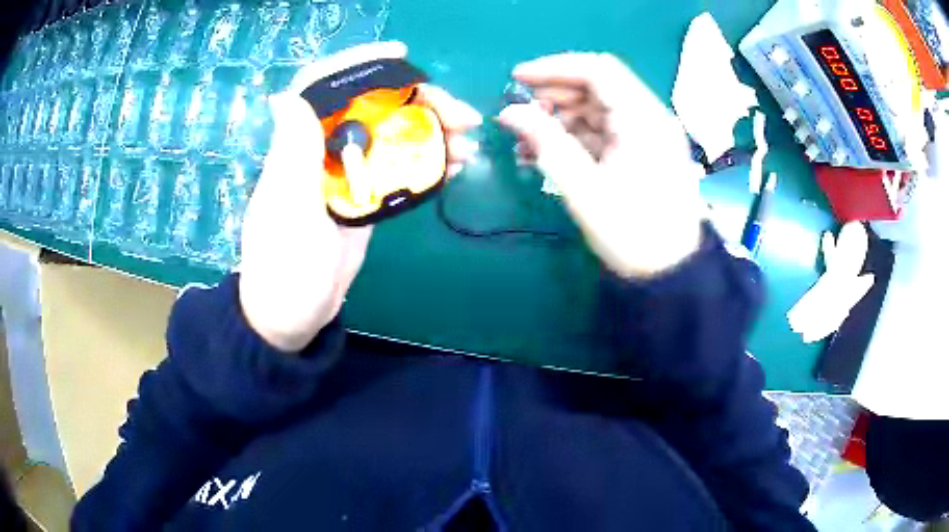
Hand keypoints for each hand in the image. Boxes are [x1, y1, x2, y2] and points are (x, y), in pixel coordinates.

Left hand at [238, 42, 480, 351]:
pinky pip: (399, 166)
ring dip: (432, 131)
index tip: (401, 56)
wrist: (292, 316)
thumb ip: (291, 155)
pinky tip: (456, 165)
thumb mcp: (285, 214)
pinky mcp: (366, 196)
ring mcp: (348, 173)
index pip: (324, 86)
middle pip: (372, 106)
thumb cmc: (283, 270)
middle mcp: (323, 151)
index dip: (359, 63)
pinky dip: (428, 160)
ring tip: (469, 142)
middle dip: (418, 101)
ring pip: (392, 134)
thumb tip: (289, 95)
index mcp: (298, 147)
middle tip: (462, 116)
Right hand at [498, 53, 704, 276]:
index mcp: (642, 118)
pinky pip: (603, 132)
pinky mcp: (640, 153)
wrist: (671, 273)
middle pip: (597, 87)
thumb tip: (508, 112)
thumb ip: (545, 143)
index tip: (517, 79)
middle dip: (554, 95)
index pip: (597, 70)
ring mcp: (646, 136)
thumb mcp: (584, 188)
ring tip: (525, 140)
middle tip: (518, 114)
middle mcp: (648, 118)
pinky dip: (574, 137)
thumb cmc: (632, 233)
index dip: (554, 68)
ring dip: (560, 118)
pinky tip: (545, 153)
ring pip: (597, 110)